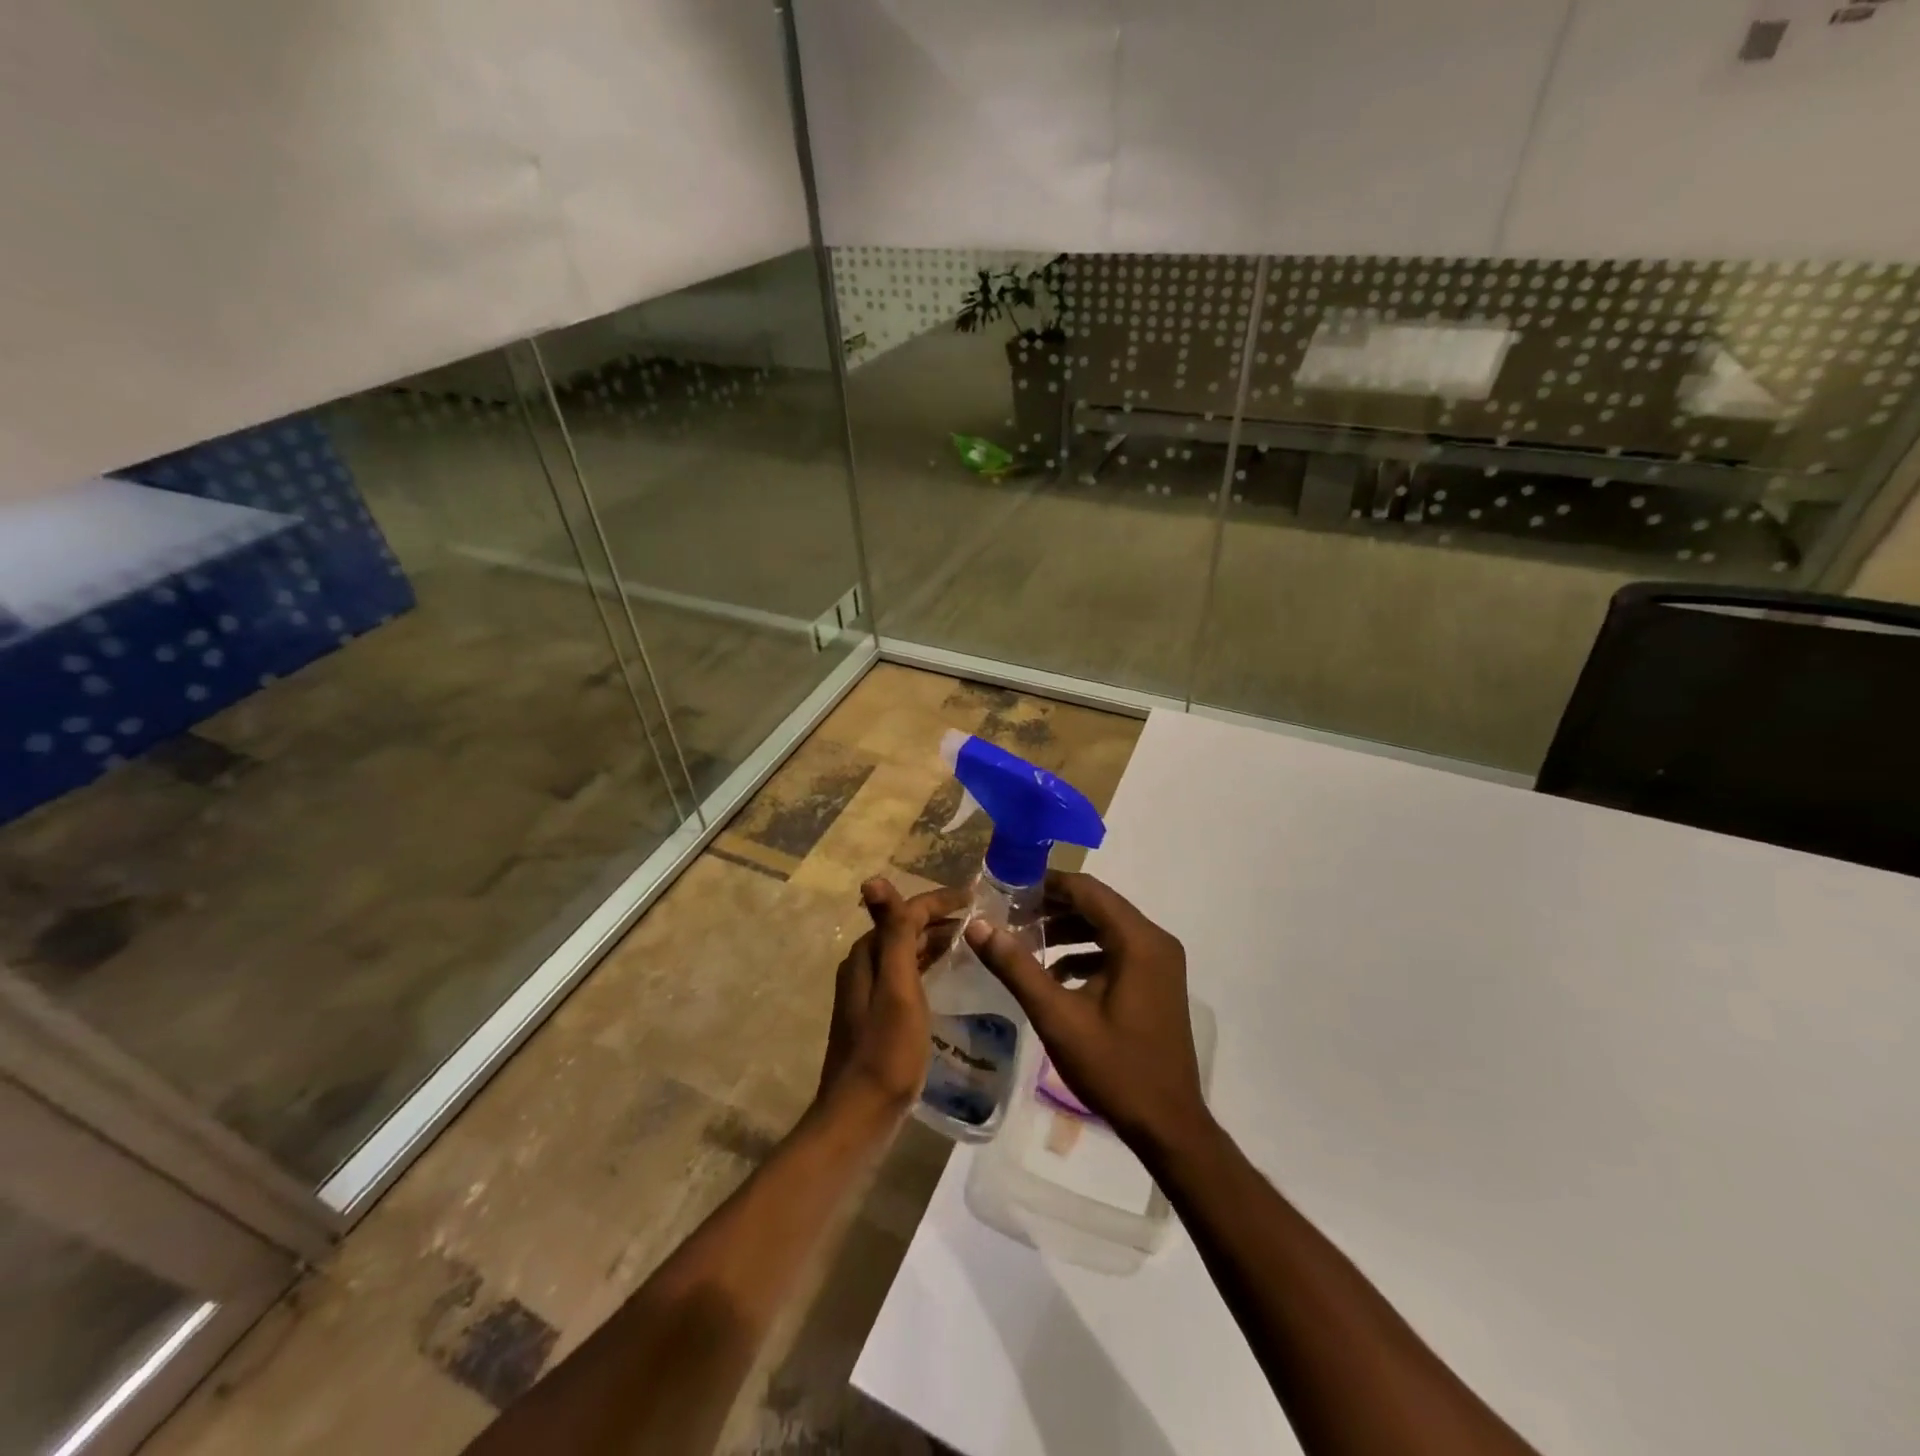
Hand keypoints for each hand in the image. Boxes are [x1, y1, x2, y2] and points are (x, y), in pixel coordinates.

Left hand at [818, 878, 969, 1110]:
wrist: (860, 1115)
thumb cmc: (886, 1050)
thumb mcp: (897, 987)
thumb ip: (892, 934)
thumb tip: (873, 879)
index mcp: (867, 955)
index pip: (905, 912)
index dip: (940, 901)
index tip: (976, 898)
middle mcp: (864, 966)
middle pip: (904, 929)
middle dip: (940, 919)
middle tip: (980, 920)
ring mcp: (868, 993)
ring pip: (906, 953)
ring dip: (935, 941)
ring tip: (971, 942)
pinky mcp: (877, 1016)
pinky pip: (907, 976)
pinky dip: (928, 966)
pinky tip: (947, 976)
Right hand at [963, 870, 1208, 1151]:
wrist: (1169, 1126)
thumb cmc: (1114, 1069)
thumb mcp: (1057, 1017)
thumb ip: (1016, 967)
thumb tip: (977, 925)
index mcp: (1138, 940)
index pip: (1086, 890)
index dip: (1045, 885)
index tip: (1007, 891)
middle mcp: (1155, 941)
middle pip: (1097, 905)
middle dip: (1052, 907)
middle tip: (1010, 916)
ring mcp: (1160, 962)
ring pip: (1106, 927)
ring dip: (1067, 929)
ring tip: (1025, 941)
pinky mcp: (1157, 982)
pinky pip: (1117, 950)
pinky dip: (1085, 953)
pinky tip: (1054, 973)